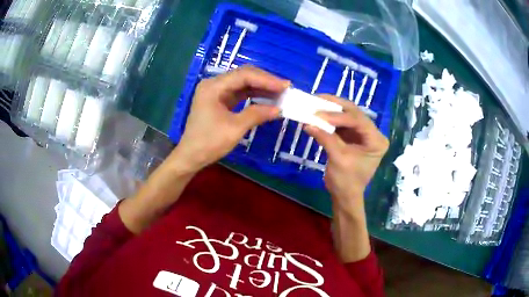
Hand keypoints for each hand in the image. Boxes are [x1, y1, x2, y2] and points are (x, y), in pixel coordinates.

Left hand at [172, 66, 289, 172]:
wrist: (191, 156)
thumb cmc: (209, 142)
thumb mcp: (235, 128)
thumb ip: (256, 114)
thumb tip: (279, 109)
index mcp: (214, 86)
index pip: (244, 75)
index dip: (266, 79)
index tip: (285, 86)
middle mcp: (214, 84)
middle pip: (244, 76)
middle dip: (265, 81)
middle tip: (285, 88)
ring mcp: (216, 91)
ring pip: (243, 83)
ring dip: (261, 88)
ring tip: (280, 93)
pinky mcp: (220, 100)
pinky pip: (240, 93)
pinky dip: (254, 95)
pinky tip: (267, 98)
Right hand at [304, 95, 388, 217]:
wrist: (345, 196)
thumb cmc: (346, 182)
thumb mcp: (338, 159)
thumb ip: (325, 138)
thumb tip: (307, 123)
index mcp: (376, 140)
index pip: (358, 121)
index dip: (338, 115)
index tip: (318, 114)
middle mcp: (372, 133)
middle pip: (354, 113)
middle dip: (335, 106)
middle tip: (317, 99)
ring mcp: (362, 134)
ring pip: (347, 115)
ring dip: (331, 110)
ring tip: (316, 103)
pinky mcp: (353, 136)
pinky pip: (341, 123)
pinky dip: (329, 119)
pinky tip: (318, 114)